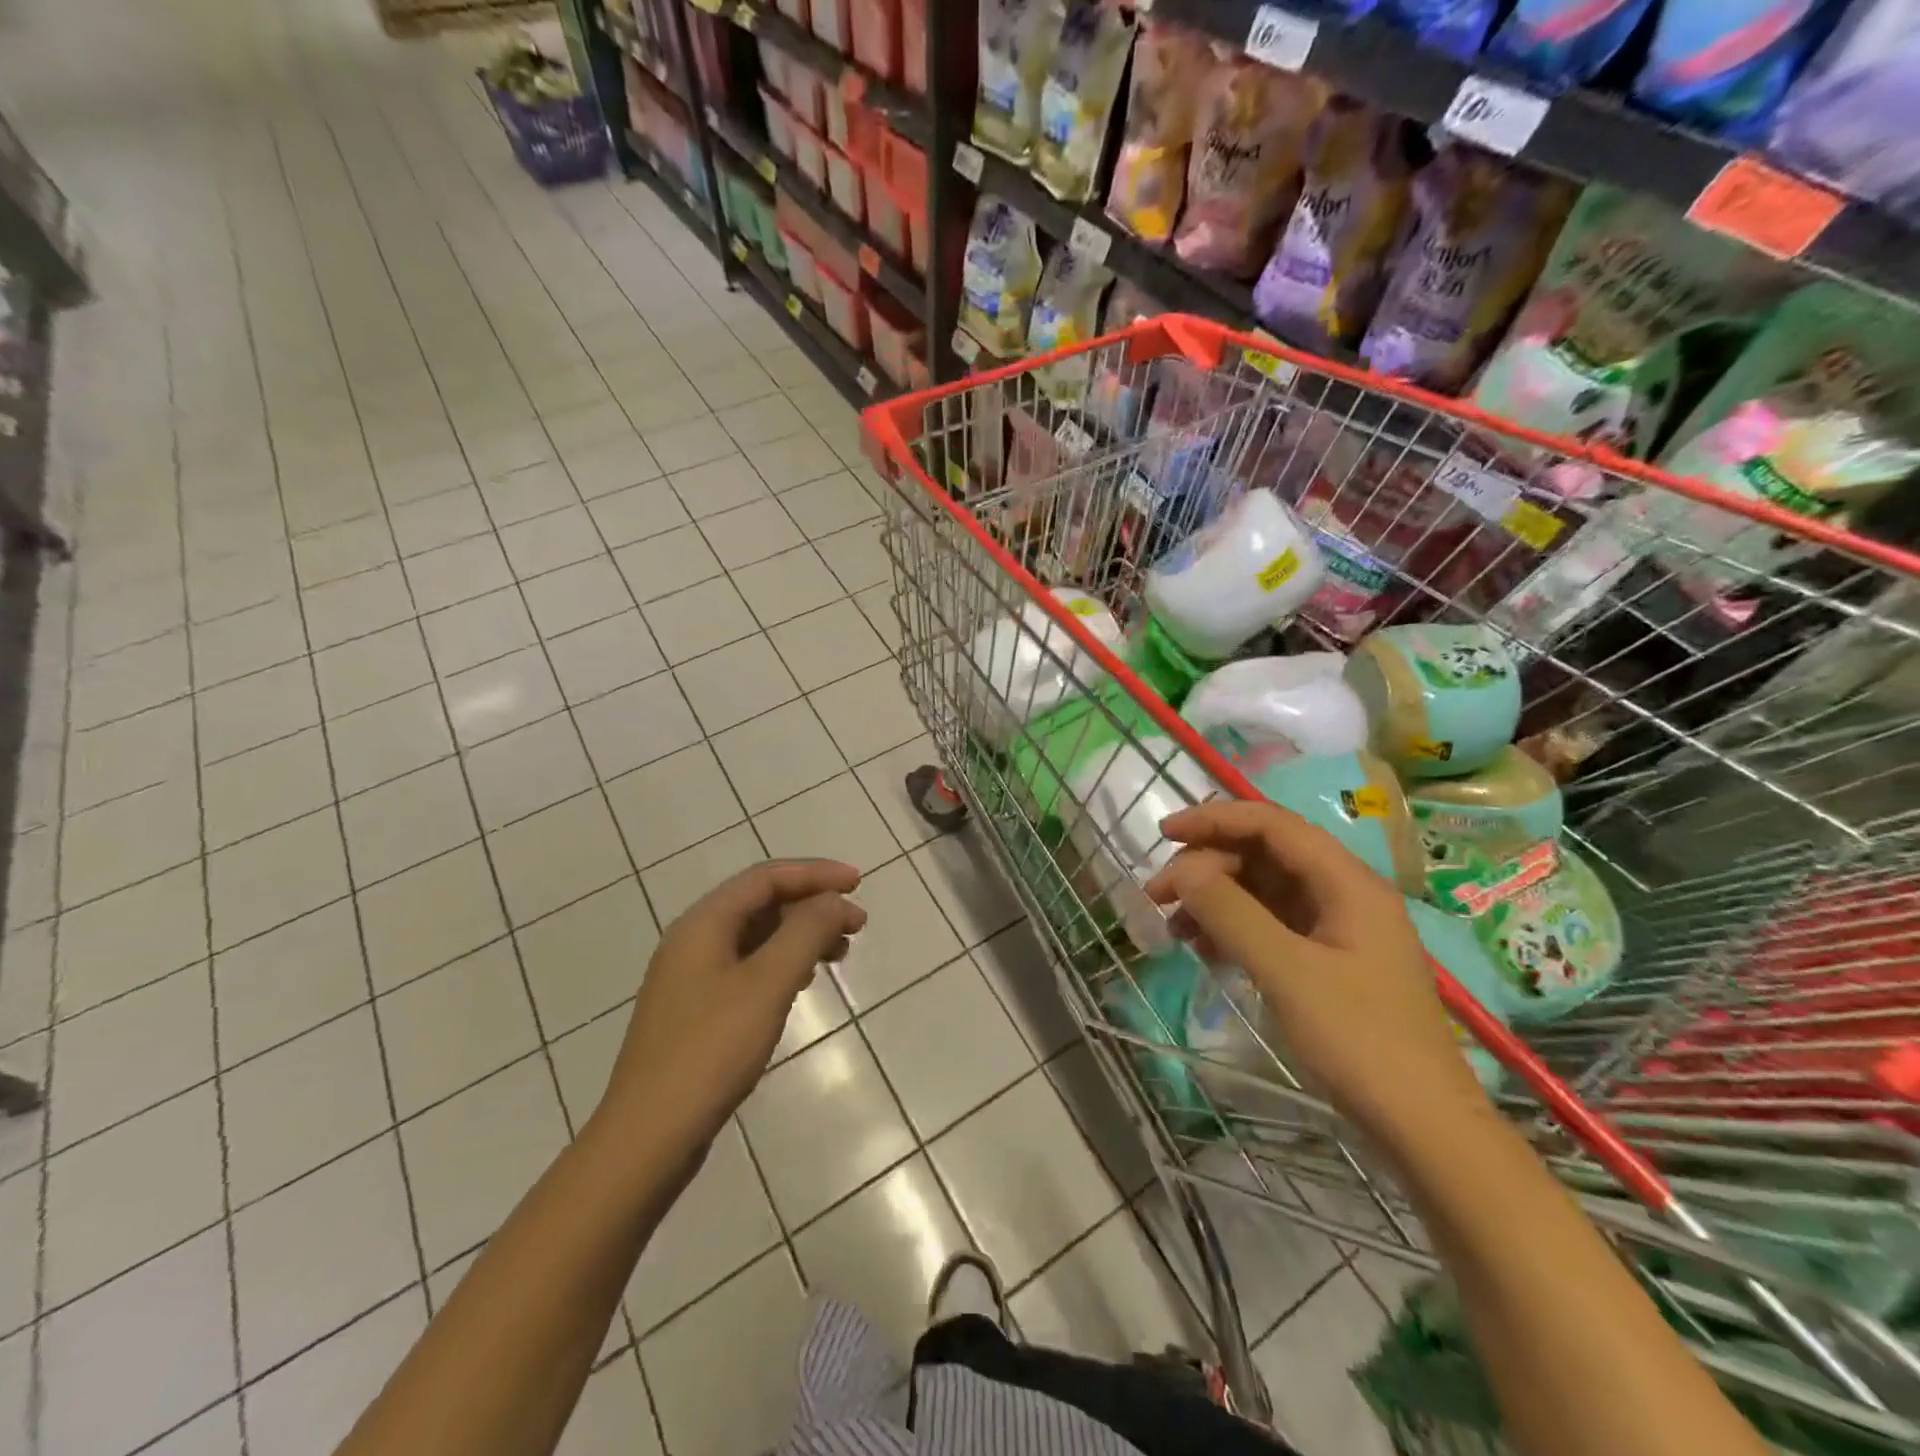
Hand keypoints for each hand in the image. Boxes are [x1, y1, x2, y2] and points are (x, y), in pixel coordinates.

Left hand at [591, 860, 866, 1153]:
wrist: (648, 1137)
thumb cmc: (711, 1050)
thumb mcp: (767, 984)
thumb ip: (805, 932)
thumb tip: (833, 900)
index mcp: (703, 923)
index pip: (766, 878)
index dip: (815, 873)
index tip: (858, 883)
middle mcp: (693, 941)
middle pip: (761, 903)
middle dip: (812, 906)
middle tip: (857, 924)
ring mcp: (691, 978)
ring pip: (756, 937)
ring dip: (801, 935)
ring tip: (840, 952)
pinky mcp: (697, 1011)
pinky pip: (748, 967)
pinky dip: (782, 963)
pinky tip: (803, 982)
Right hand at [1144, 801, 1489, 1144]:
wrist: (1422, 1127)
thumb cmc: (1359, 1042)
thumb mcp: (1286, 972)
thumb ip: (1231, 912)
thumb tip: (1183, 869)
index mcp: (1346, 882)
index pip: (1272, 824)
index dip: (1216, 819)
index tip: (1164, 833)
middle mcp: (1343, 893)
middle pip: (1264, 854)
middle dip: (1207, 866)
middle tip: (1158, 896)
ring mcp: (1336, 927)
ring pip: (1262, 889)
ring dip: (1215, 898)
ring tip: (1174, 928)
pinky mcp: (1326, 959)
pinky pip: (1269, 923)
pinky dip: (1233, 927)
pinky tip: (1205, 950)